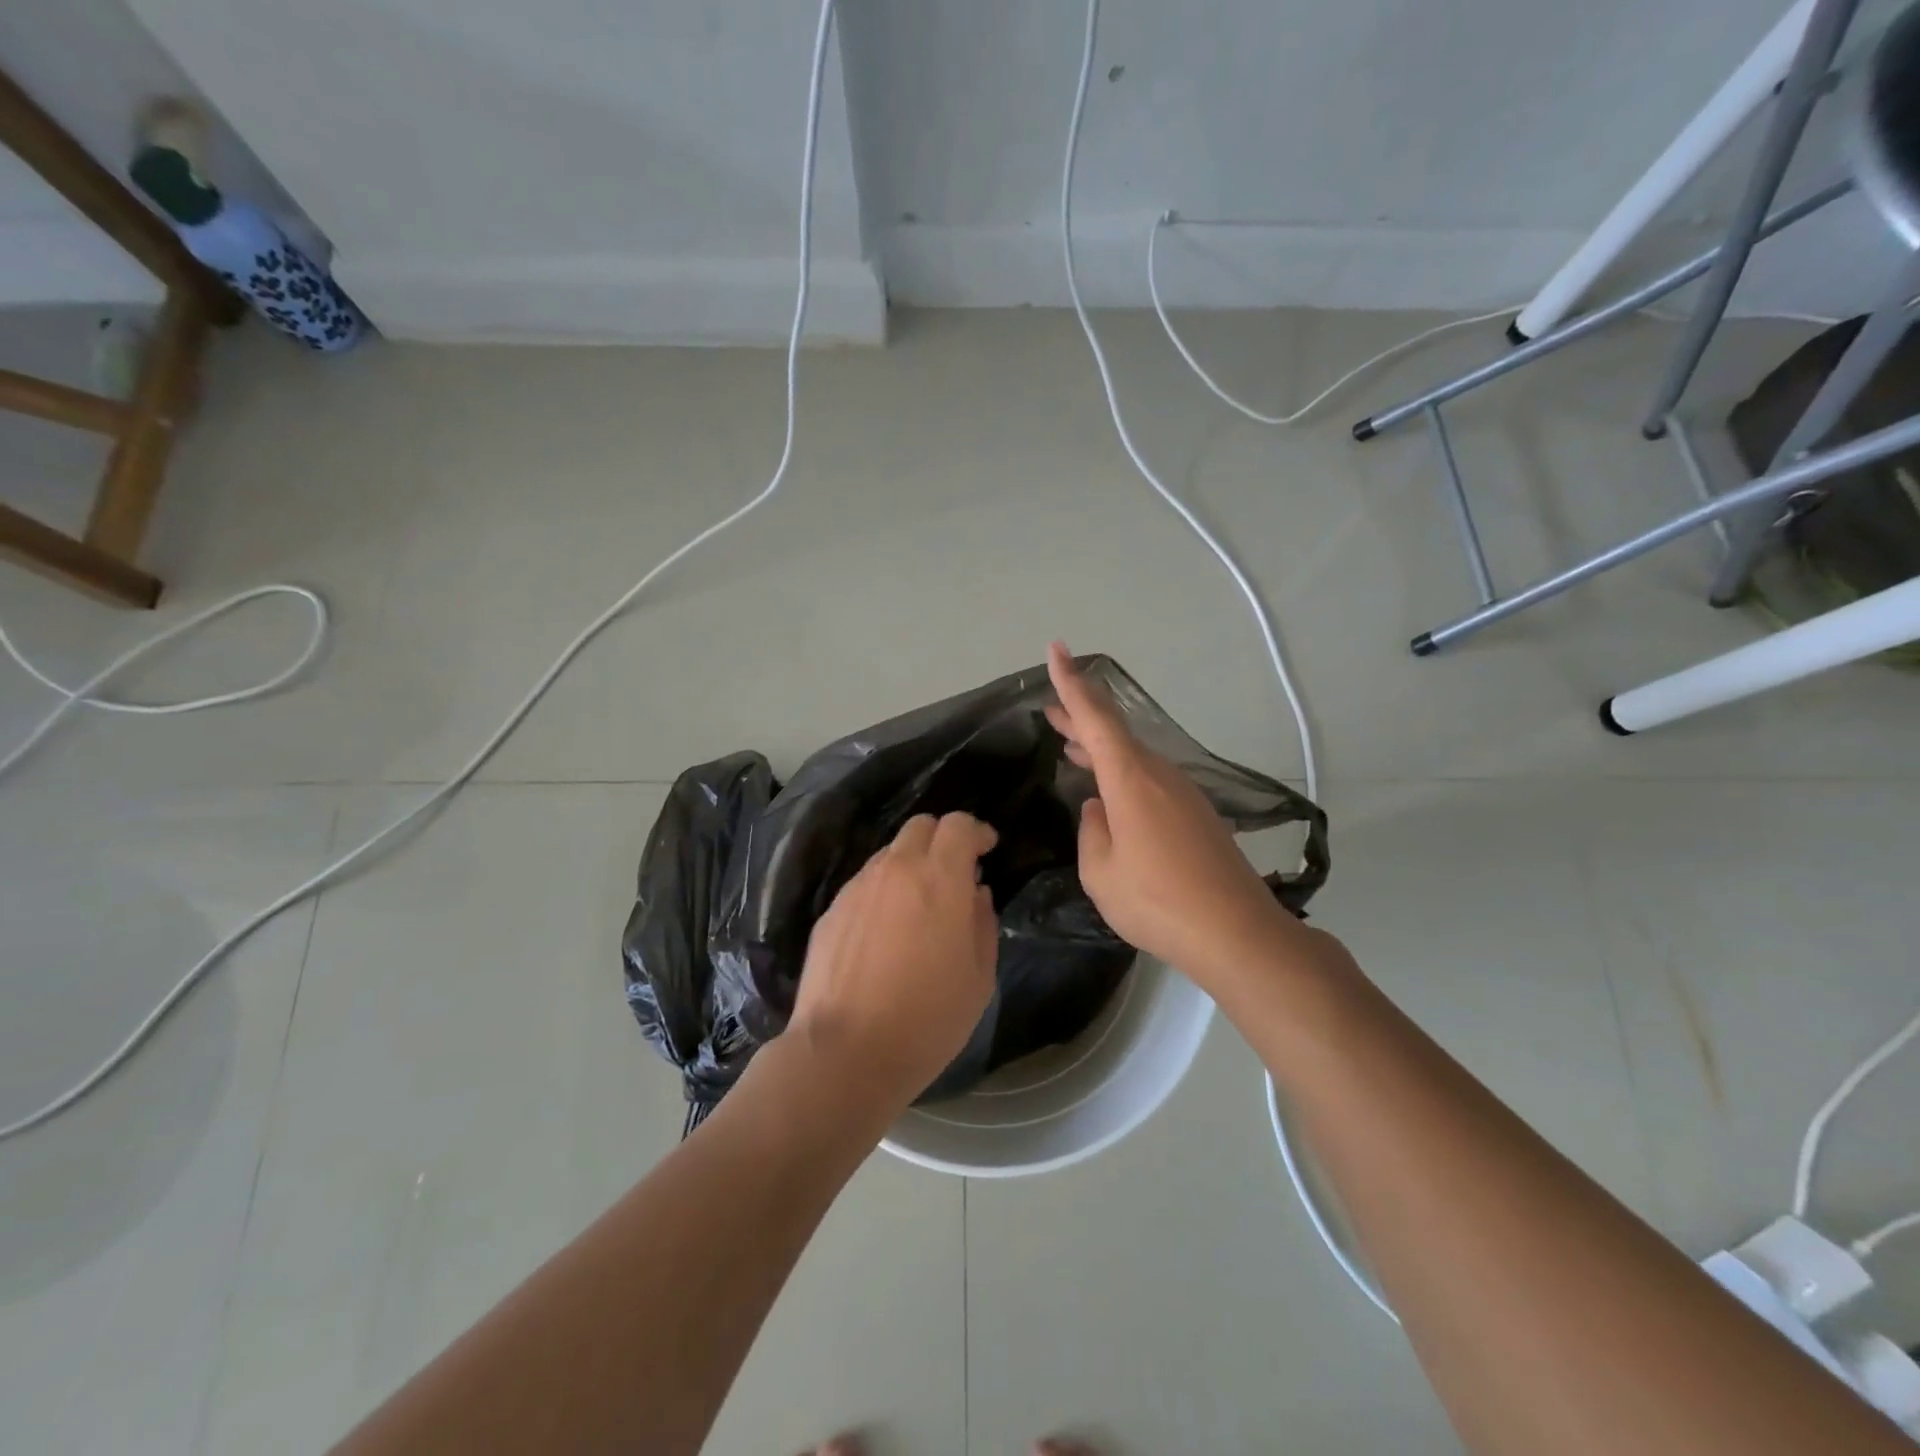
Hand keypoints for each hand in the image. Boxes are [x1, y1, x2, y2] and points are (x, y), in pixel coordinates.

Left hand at [789, 812, 999, 1109]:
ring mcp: (857, 888)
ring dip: (911, 865)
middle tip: (955, 871)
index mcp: (939, 878)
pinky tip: (887, 930)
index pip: (958, 825)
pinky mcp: (831, 911)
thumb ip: (982, 924)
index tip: (987, 849)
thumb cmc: (927, 1019)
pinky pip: (865, 883)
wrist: (845, 1053)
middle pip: (920, 826)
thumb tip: (975, 893)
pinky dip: (884, 890)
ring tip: (920, 905)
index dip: (976, 831)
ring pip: (889, 853)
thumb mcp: (978, 977)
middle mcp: (895, 870)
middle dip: (942, 838)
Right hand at [1045, 642, 1291, 988]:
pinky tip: (1110, 795)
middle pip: (1114, 735)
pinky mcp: (1197, 815)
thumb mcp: (1101, 872)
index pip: (1095, 719)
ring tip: (1070, 746)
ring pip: (1133, 758)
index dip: (1072, 685)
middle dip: (1080, 718)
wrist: (1236, 933)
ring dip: (1101, 750)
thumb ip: (1092, 832)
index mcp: (1130, 781)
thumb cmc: (1157, 901)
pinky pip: (1150, 781)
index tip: (1056, 650)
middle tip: (1050, 709)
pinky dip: (1123, 774)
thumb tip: (1098, 810)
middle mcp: (1159, 776)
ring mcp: (1183, 794)